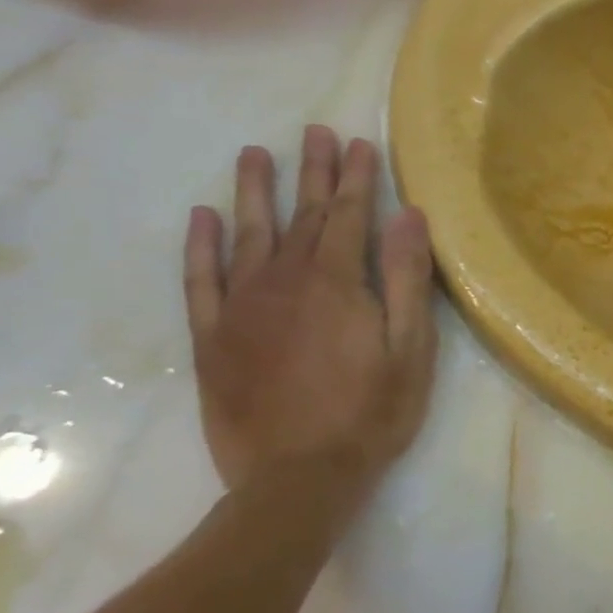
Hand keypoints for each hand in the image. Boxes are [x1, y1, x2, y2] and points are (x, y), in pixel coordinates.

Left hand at [183, 127, 438, 505]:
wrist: (295, 481)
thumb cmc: (371, 412)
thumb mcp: (411, 347)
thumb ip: (406, 278)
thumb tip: (408, 216)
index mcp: (336, 282)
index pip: (349, 214)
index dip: (356, 177)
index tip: (359, 142)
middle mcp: (284, 282)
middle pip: (301, 214)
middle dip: (312, 171)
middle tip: (314, 131)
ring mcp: (242, 309)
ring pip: (247, 235)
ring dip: (253, 191)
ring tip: (254, 154)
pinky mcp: (213, 339)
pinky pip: (201, 281)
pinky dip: (201, 247)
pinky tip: (203, 218)